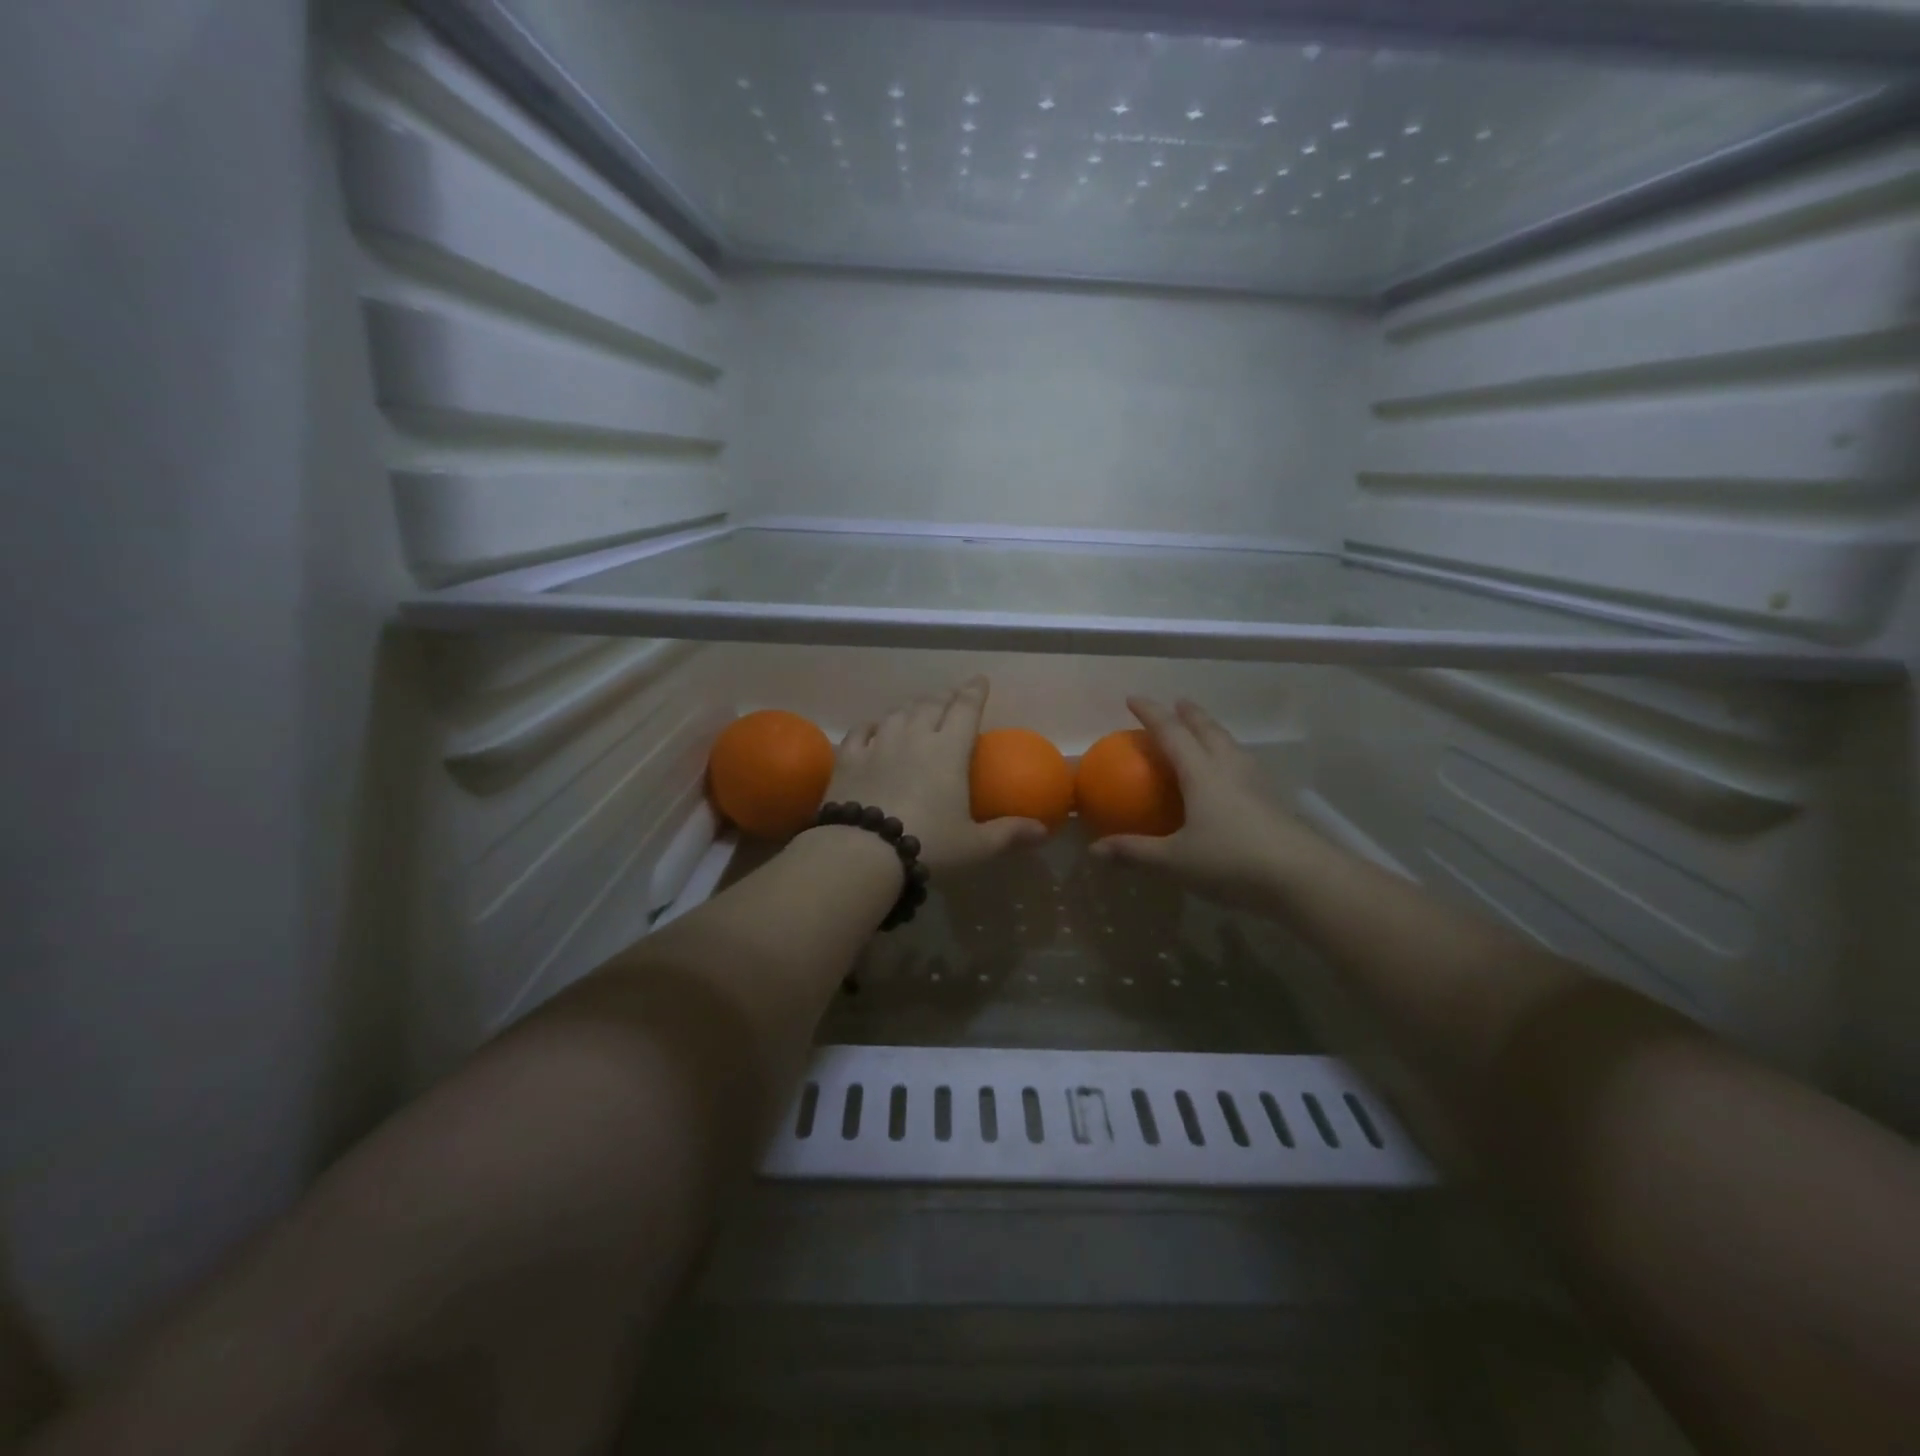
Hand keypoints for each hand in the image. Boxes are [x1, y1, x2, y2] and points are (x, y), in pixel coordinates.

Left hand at [826, 677, 1046, 873]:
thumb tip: (1043, 831)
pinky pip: (861, 731)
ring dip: (911, 707)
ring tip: (917, 709)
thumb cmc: (928, 844)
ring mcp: (878, 745)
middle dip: (944, 696)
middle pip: (931, 705)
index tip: (979, 680)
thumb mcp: (975, 845)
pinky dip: (871, 726)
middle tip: (951, 695)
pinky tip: (874, 727)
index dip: (974, 692)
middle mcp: (914, 737)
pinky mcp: (849, 759)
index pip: (965, 709)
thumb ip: (1009, 834)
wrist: (862, 852)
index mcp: (948, 751)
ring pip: (897, 714)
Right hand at [1089, 697, 1321, 911]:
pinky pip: (1243, 764)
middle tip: (1177, 703)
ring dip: (1212, 731)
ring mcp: (1255, 782)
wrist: (1302, 877)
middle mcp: (1229, 768)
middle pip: (1208, 729)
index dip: (1151, 713)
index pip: (1171, 733)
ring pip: (1230, 744)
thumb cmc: (1232, 861)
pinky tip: (1229, 774)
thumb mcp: (1175, 861)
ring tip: (1203, 731)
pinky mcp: (1271, 800)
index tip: (1133, 698)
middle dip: (1189, 713)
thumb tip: (1094, 850)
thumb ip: (1135, 853)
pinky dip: (1228, 756)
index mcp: (1202, 773)